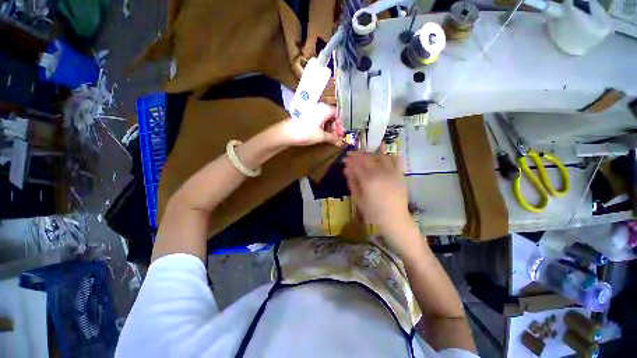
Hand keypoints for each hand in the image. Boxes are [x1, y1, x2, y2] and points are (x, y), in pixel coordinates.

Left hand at [276, 103, 344, 146]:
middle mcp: (319, 107)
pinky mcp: (306, 115)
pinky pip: (318, 120)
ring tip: (328, 138)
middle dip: (334, 128)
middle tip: (335, 138)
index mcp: (325, 109)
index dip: (340, 125)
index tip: (340, 135)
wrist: (286, 133)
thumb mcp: (321, 136)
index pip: (337, 114)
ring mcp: (312, 110)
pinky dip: (322, 127)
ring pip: (325, 118)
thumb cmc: (306, 133)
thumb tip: (341, 143)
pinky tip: (321, 135)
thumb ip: (333, 138)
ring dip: (328, 128)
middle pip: (331, 116)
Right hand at [343, 151, 413, 239]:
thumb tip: (346, 169)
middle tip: (352, 155)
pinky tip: (386, 156)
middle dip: (358, 155)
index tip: (345, 158)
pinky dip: (391, 156)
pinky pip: (397, 160)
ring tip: (367, 157)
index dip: (349, 160)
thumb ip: (352, 182)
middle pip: (367, 158)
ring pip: (380, 157)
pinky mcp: (400, 174)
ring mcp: (391, 172)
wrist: (394, 219)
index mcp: (368, 180)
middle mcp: (379, 172)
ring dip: (372, 154)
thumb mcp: (358, 199)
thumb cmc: (373, 212)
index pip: (356, 164)